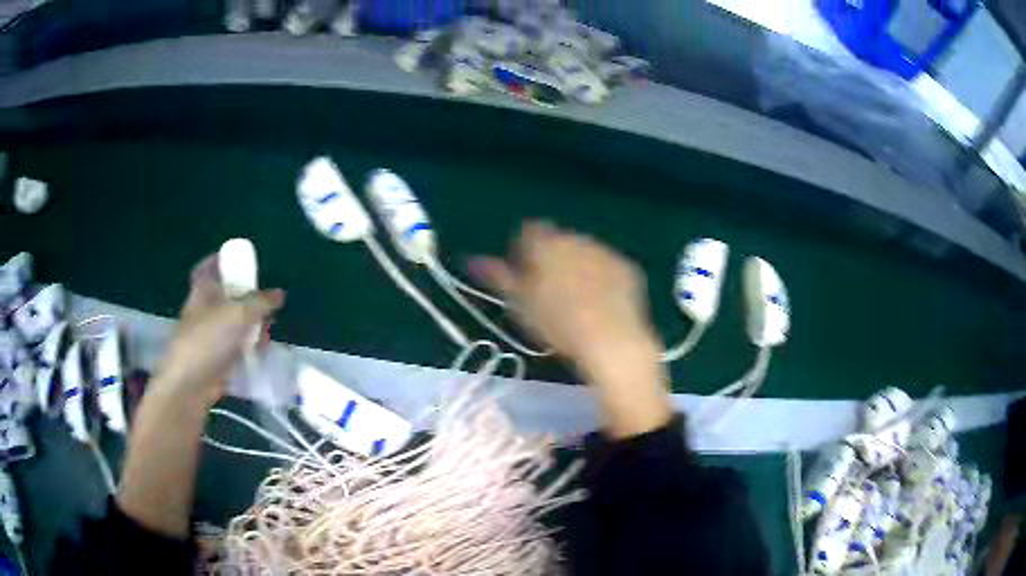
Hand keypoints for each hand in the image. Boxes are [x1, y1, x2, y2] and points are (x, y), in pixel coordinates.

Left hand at [152, 255, 284, 407]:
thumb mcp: (238, 314)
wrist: (190, 386)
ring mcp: (209, 338)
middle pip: (224, 297)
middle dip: (245, 296)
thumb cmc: (207, 340)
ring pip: (232, 324)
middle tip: (265, 298)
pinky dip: (248, 348)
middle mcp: (203, 312)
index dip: (219, 260)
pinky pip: (236, 348)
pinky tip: (263, 351)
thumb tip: (279, 294)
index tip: (238, 259)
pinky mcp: (216, 361)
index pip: (207, 269)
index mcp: (201, 292)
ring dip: (250, 325)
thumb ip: (260, 302)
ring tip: (269, 327)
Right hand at [470, 221, 671, 438]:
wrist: (610, 340)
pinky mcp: (628, 266)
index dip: (524, 251)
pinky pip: (608, 266)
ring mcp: (605, 251)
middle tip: (549, 292)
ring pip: (585, 252)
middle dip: (552, 258)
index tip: (523, 275)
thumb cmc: (556, 323)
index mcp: (546, 243)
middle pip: (558, 240)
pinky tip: (602, 303)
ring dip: (578, 266)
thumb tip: (472, 259)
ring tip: (577, 301)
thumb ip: (496, 276)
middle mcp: (575, 238)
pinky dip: (603, 277)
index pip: (528, 231)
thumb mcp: (519, 303)